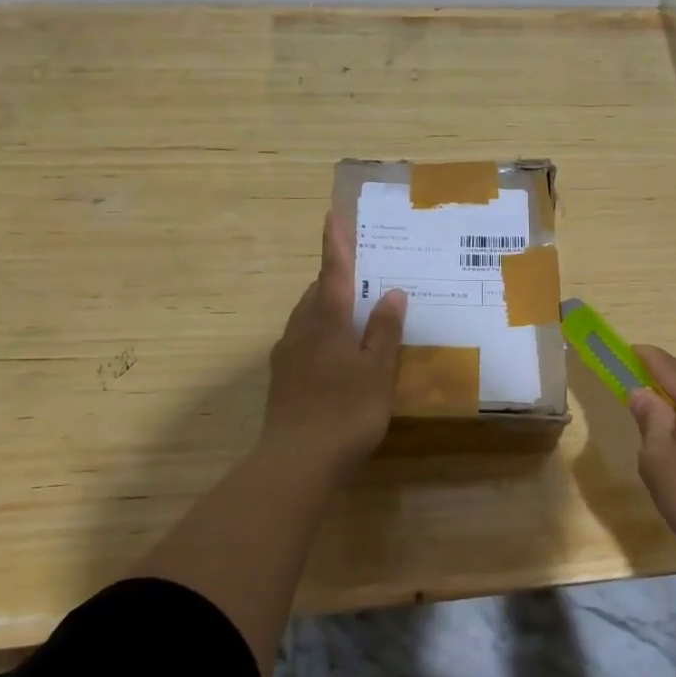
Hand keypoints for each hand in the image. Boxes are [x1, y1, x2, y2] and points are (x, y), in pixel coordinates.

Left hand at [262, 212, 405, 476]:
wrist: (297, 461)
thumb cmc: (345, 411)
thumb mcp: (377, 370)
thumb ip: (384, 330)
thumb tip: (392, 292)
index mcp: (325, 321)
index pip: (332, 272)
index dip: (335, 244)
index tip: (332, 215)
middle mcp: (300, 330)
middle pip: (316, 293)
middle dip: (336, 280)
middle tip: (363, 276)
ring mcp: (287, 356)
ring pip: (308, 319)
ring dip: (328, 309)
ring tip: (355, 314)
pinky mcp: (283, 380)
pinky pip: (304, 342)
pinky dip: (322, 335)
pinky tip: (339, 355)